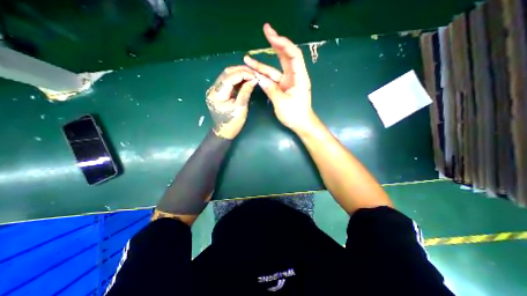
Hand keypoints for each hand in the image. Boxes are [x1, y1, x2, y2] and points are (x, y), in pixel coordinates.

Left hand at [206, 65, 257, 138]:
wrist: (223, 132)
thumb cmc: (232, 123)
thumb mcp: (241, 108)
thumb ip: (246, 92)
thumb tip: (254, 79)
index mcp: (217, 94)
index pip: (230, 77)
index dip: (243, 74)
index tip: (255, 75)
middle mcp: (213, 89)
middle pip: (227, 73)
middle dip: (241, 70)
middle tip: (254, 73)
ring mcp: (215, 90)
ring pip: (227, 75)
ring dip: (239, 73)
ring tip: (251, 75)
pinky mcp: (218, 92)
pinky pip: (228, 82)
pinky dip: (237, 79)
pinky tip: (245, 80)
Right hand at [243, 23, 313, 134]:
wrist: (301, 124)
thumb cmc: (295, 115)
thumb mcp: (282, 103)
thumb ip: (271, 90)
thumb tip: (260, 80)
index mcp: (299, 77)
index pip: (293, 55)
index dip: (283, 43)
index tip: (271, 36)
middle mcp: (294, 76)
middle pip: (285, 56)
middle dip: (275, 43)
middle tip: (266, 30)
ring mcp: (288, 82)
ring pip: (275, 69)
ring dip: (262, 64)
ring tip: (248, 58)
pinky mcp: (283, 88)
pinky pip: (272, 79)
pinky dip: (264, 76)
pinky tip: (254, 73)